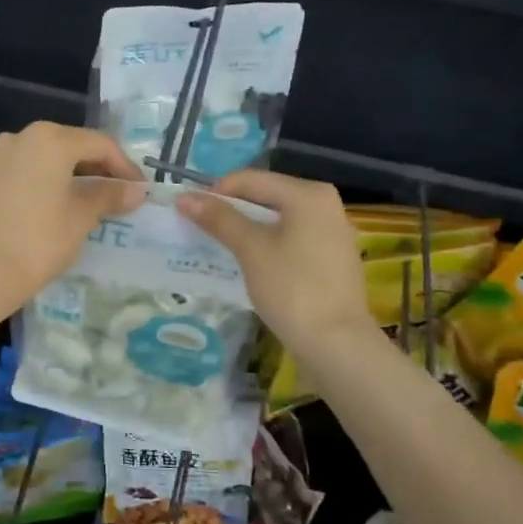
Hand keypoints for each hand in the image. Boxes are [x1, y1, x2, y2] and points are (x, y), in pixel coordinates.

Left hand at [0, 122, 146, 319]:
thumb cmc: (38, 241)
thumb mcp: (81, 217)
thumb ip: (109, 195)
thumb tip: (137, 190)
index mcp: (50, 139)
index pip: (100, 145)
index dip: (125, 167)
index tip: (141, 190)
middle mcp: (23, 136)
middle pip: (73, 145)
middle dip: (100, 168)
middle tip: (121, 194)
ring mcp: (0, 155)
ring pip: (49, 157)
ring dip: (75, 174)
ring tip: (95, 200)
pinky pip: (28, 169)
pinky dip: (50, 180)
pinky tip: (61, 203)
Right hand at [176, 170, 373, 359]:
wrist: (337, 343)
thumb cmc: (292, 289)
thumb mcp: (251, 250)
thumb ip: (219, 219)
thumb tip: (185, 198)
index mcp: (308, 194)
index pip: (250, 179)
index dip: (216, 192)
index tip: (188, 213)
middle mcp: (325, 203)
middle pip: (266, 196)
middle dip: (231, 210)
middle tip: (200, 229)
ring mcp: (332, 230)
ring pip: (278, 218)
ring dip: (247, 228)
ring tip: (219, 246)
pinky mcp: (332, 256)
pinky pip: (291, 237)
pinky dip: (267, 243)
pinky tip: (249, 262)